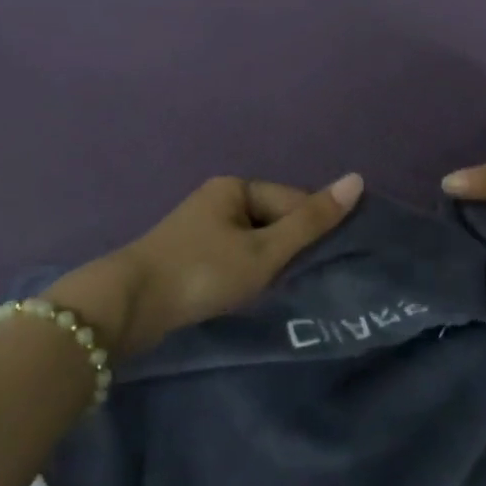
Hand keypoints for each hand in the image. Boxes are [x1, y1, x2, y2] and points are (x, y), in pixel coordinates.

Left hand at [49, 174, 363, 357]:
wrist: (129, 306)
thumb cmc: (203, 271)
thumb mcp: (264, 250)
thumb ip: (311, 221)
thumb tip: (357, 179)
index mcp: (235, 186)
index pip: (292, 201)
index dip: (309, 232)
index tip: (320, 264)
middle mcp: (217, 198)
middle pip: (272, 220)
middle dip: (286, 249)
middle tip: (292, 282)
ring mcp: (199, 226)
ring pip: (252, 242)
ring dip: (266, 264)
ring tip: (271, 291)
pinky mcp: (187, 254)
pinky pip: (231, 256)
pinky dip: (244, 273)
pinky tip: (245, 293)